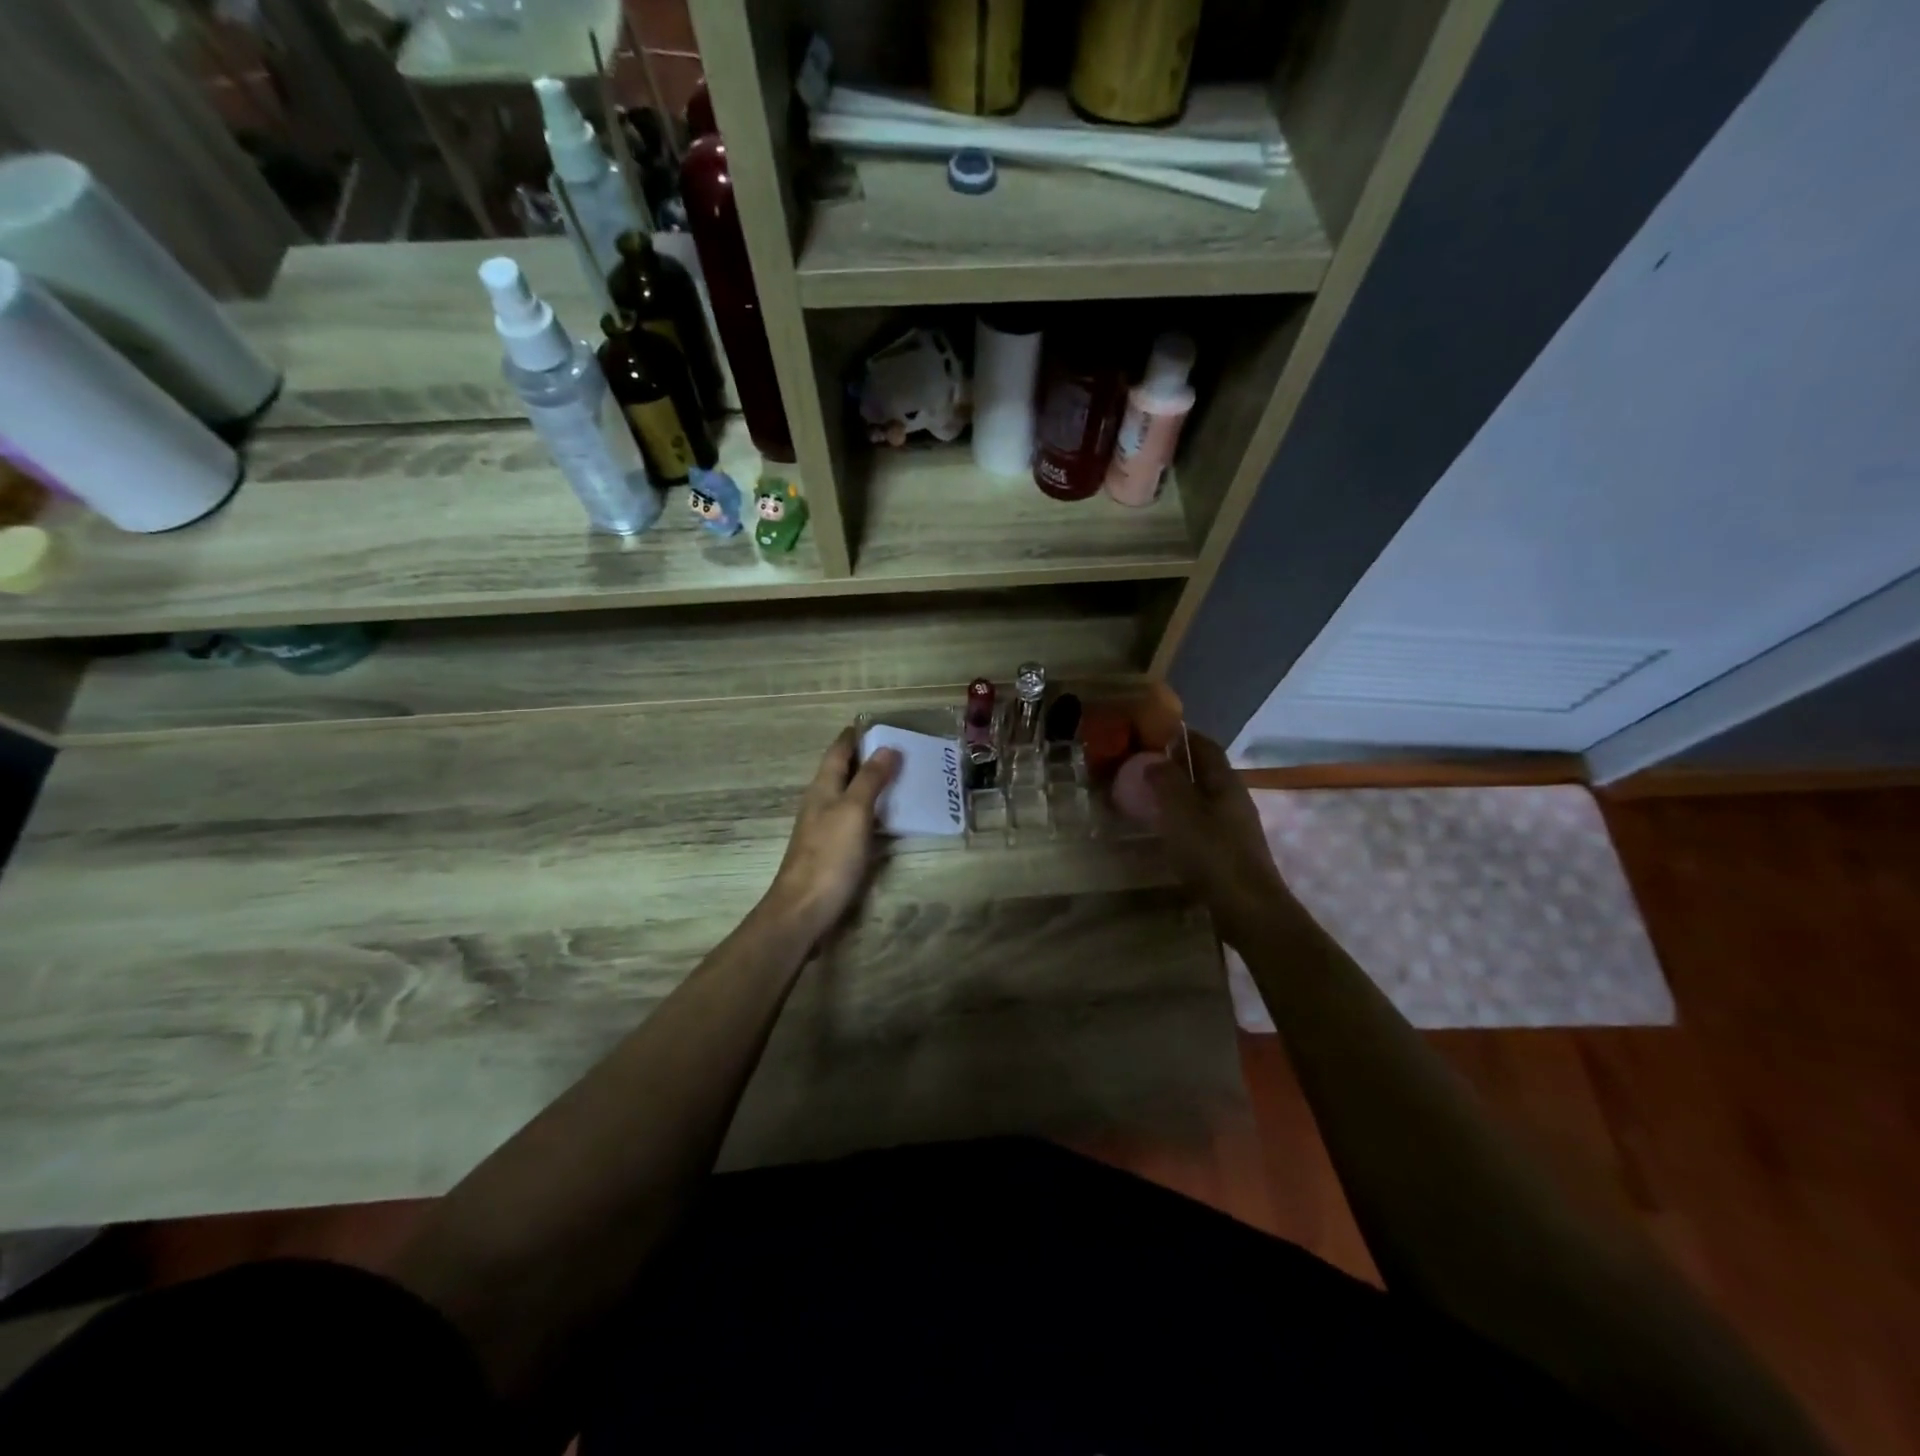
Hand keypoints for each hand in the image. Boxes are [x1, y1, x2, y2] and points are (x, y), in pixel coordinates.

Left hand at [766, 727, 899, 942]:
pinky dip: (873, 811)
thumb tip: (888, 748)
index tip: (876, 722)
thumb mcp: (853, 812)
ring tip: (902, 777)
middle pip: (843, 772)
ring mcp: (825, 829)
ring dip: (871, 784)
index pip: (838, 752)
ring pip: (849, 796)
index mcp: (822, 789)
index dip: (854, 736)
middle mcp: (821, 804)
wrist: (804, 910)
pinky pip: (856, 820)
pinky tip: (889, 818)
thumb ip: (870, 780)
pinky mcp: (833, 852)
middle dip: (866, 758)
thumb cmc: (829, 857)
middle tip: (900, 748)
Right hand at [1145, 731, 1290, 939]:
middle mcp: (1234, 799)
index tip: (1155, 731)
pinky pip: (1203, 823)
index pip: (1206, 746)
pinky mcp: (1230, 852)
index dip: (1183, 735)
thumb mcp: (1181, 811)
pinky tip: (1167, 830)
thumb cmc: (1212, 853)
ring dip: (1179, 793)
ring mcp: (1235, 827)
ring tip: (1149, 796)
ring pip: (1204, 799)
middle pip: (1206, 772)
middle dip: (1178, 764)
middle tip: (1144, 764)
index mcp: (1225, 783)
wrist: (1248, 909)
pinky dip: (1183, 818)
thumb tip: (1154, 761)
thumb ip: (1166, 781)